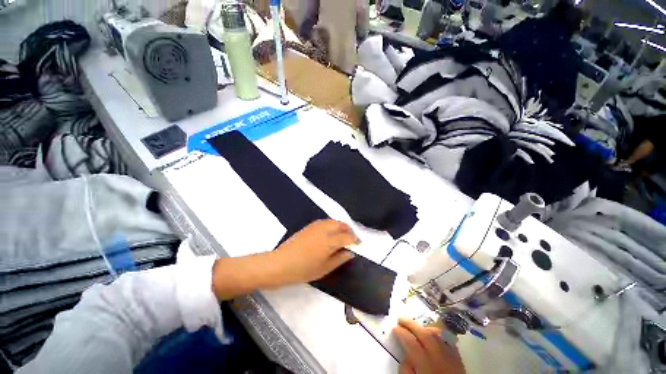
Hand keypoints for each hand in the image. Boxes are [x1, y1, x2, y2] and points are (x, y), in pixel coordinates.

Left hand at [211, 220, 358, 299]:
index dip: (355, 239)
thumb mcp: (324, 269)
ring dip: (340, 225)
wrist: (280, 264)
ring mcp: (315, 227)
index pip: (346, 237)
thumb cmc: (303, 270)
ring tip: (342, 234)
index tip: (359, 243)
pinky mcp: (308, 227)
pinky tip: (330, 232)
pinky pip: (324, 222)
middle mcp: (323, 231)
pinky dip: (331, 224)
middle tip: (351, 238)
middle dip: (348, 229)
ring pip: (332, 221)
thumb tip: (350, 253)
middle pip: (340, 225)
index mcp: (328, 242)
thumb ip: (339, 259)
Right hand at [393, 318, 465, 373]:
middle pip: (424, 334)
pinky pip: (448, 341)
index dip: (401, 333)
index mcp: (426, 365)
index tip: (394, 328)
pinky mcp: (459, 359)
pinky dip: (439, 334)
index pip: (411, 343)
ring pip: (437, 335)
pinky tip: (433, 333)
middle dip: (411, 324)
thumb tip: (406, 356)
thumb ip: (407, 370)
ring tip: (415, 326)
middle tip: (401, 319)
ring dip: (424, 327)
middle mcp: (439, 357)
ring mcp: (451, 357)